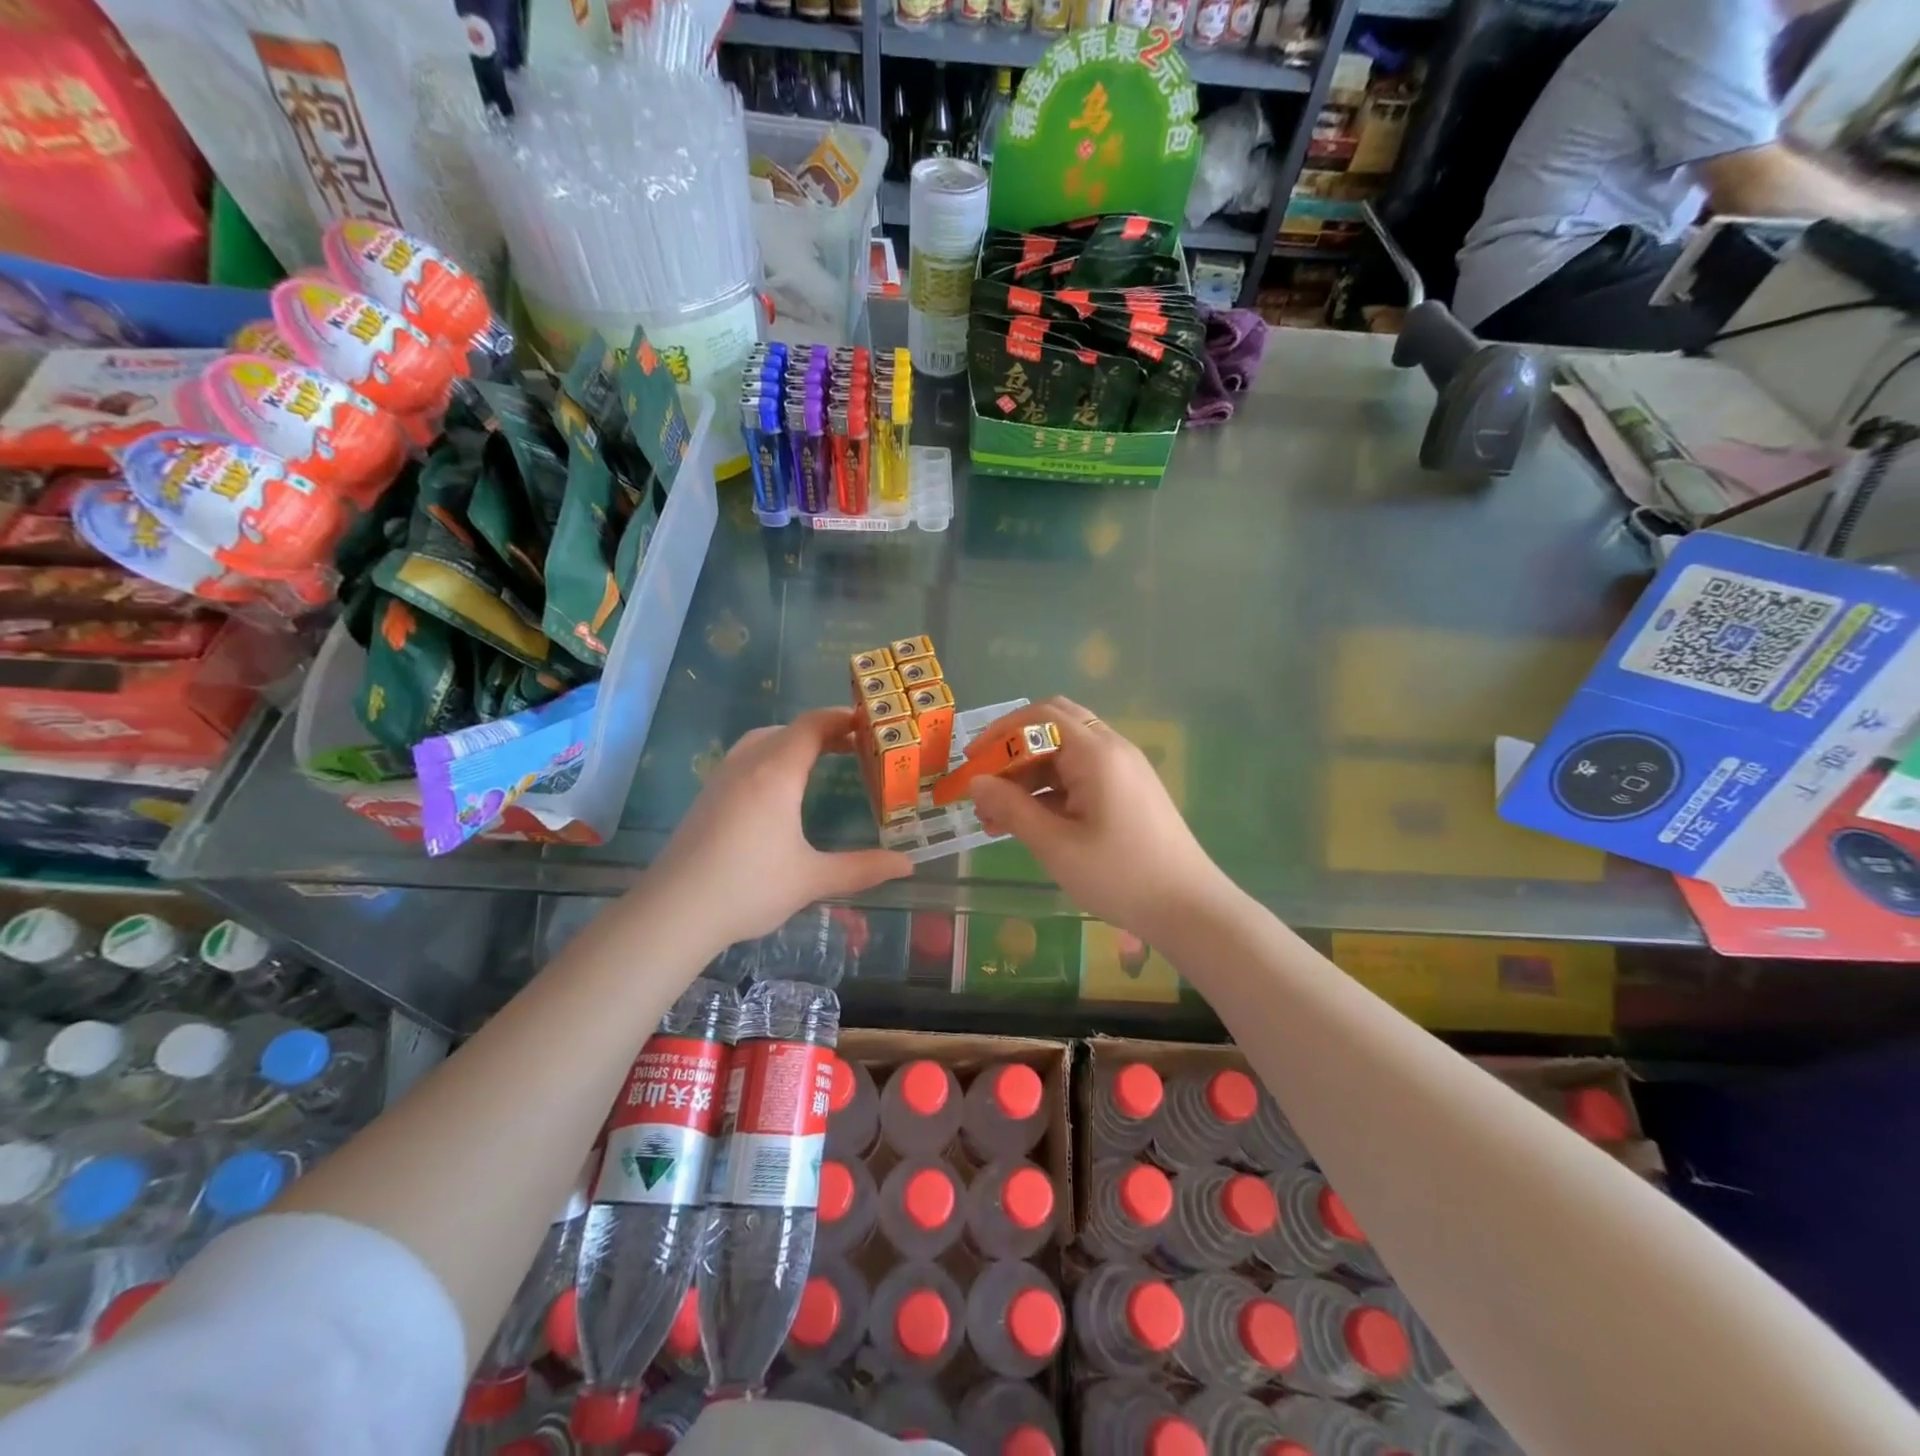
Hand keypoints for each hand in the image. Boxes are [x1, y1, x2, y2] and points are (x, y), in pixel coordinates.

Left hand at [647, 708, 912, 950]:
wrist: (673, 912)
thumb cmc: (748, 888)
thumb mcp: (811, 879)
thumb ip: (862, 868)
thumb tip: (908, 864)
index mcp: (775, 774)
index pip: (812, 726)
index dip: (842, 718)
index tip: (871, 724)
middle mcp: (747, 765)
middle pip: (788, 729)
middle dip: (823, 730)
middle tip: (855, 746)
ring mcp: (721, 779)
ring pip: (761, 740)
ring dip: (793, 741)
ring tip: (819, 759)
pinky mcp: (706, 796)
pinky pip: (744, 758)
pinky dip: (771, 756)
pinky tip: (778, 789)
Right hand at [968, 697, 1231, 941]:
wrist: (1190, 909)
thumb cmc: (1120, 876)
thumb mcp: (1056, 846)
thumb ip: (1012, 809)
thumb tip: (976, 782)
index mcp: (1097, 753)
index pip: (1040, 716)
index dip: (1000, 733)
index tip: (970, 762)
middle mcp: (1112, 749)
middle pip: (1053, 726)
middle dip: (1013, 751)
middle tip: (984, 783)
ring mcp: (1124, 769)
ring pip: (1065, 753)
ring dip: (1029, 775)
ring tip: (996, 818)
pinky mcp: (1128, 791)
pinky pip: (1081, 774)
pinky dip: (1051, 790)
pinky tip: (1030, 823)